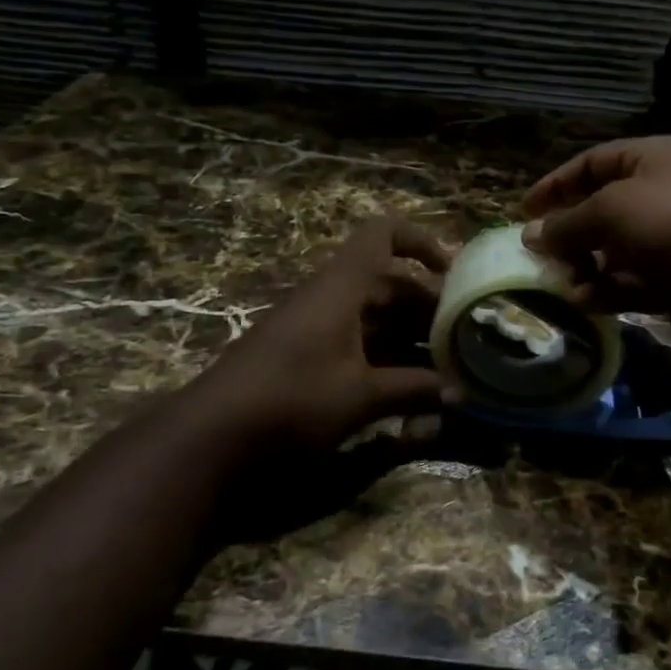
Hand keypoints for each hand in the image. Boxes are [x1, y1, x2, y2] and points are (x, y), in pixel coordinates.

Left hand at [199, 216, 449, 453]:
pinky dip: (383, 355)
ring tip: (443, 366)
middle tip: (459, 336)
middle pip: (387, 281)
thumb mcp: (360, 396)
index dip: (421, 242)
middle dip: (425, 306)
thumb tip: (459, 393)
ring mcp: (313, 325)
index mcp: (342, 286)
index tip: (451, 275)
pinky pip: (354, 339)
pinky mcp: (303, 353)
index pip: (383, 234)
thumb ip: (413, 390)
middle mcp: (329, 296)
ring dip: (407, 335)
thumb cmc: (292, 400)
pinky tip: (405, 387)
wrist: (210, 434)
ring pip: (373, 315)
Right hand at [523, 136, 670, 352]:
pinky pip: (631, 279)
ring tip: (564, 282)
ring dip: (584, 265)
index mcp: (654, 158)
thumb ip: (566, 223)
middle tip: (540, 254)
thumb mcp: (610, 211)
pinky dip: (607, 288)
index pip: (593, 162)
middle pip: (601, 208)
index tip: (524, 210)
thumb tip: (530, 235)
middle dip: (569, 232)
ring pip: (613, 249)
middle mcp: (664, 192)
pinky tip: (587, 301)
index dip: (556, 184)